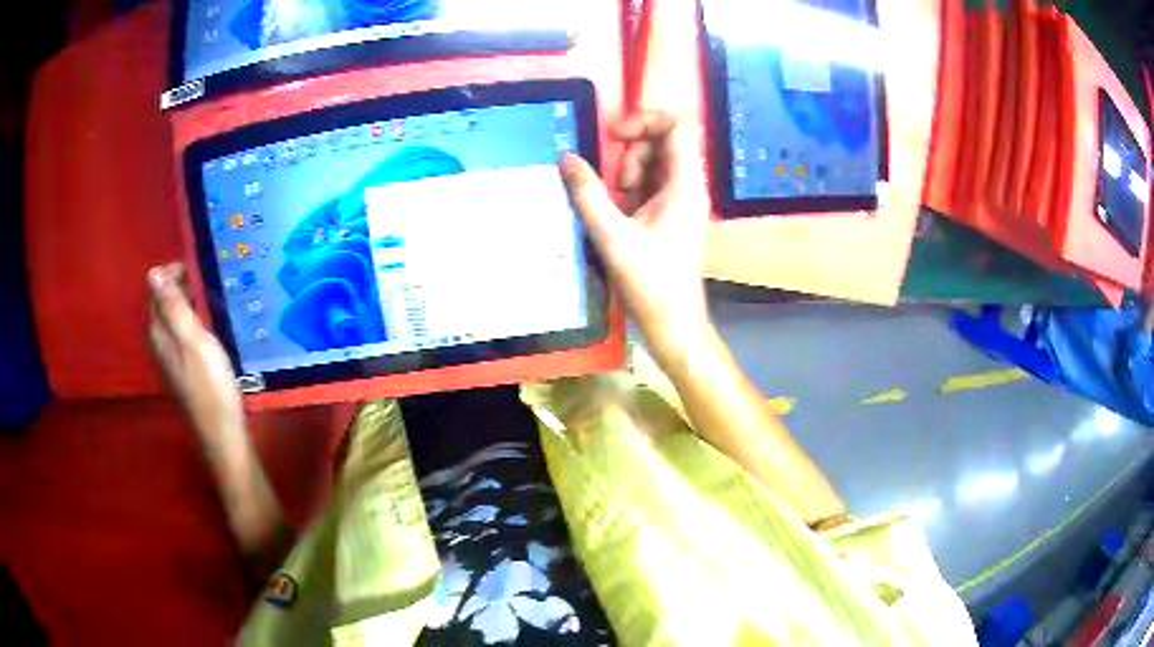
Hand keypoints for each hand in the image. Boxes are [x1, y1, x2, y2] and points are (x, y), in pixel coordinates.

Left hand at [147, 263, 245, 443]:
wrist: (222, 431)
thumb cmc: (210, 384)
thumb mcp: (194, 340)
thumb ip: (174, 307)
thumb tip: (153, 272)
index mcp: (159, 333)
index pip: (156, 290)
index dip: (173, 272)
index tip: (199, 264)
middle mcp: (160, 342)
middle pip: (164, 303)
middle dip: (182, 284)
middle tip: (210, 276)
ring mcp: (172, 357)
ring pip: (174, 318)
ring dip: (190, 301)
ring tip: (214, 293)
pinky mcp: (184, 367)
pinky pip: (183, 332)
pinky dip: (194, 319)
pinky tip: (212, 322)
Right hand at [561, 113, 711, 361]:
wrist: (673, 323)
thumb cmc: (650, 283)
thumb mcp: (613, 237)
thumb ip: (588, 195)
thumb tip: (567, 160)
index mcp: (685, 185)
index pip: (678, 127)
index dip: (645, 120)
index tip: (614, 138)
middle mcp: (689, 187)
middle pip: (664, 142)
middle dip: (633, 153)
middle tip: (615, 186)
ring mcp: (682, 201)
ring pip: (656, 163)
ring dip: (630, 172)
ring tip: (617, 205)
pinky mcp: (672, 215)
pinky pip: (652, 185)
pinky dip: (632, 190)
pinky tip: (619, 216)